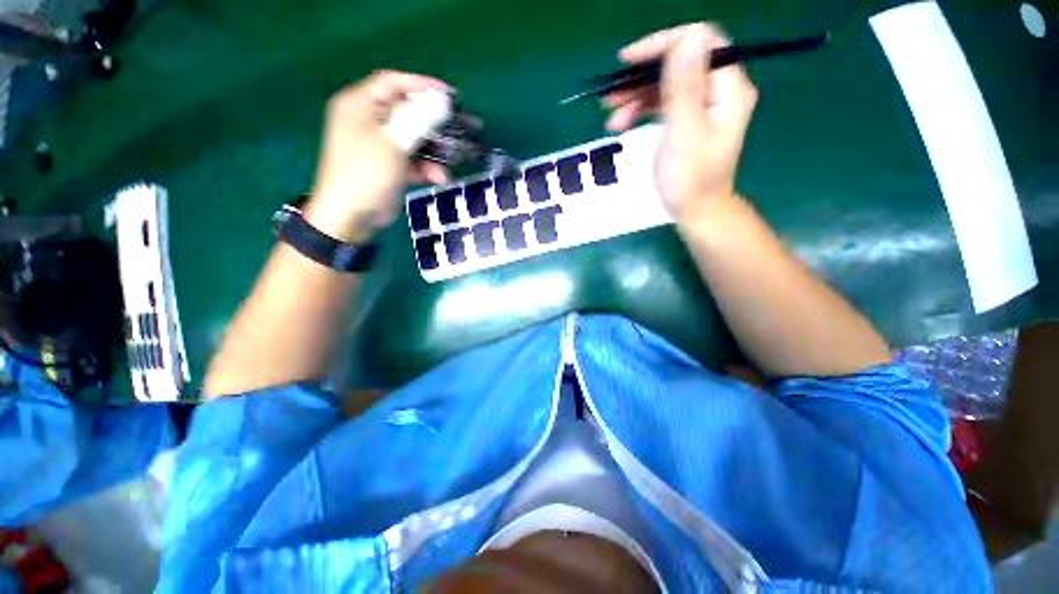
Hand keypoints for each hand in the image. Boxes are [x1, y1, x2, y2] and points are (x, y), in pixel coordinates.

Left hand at [306, 70, 451, 242]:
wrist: (352, 217)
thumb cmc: (366, 174)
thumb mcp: (392, 143)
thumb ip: (417, 119)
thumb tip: (442, 100)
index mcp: (361, 105)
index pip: (394, 83)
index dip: (423, 86)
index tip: (451, 96)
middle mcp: (371, 120)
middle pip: (410, 112)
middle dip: (439, 122)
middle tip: (467, 124)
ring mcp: (383, 144)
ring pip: (417, 139)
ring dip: (437, 151)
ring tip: (456, 158)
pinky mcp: (392, 165)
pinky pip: (415, 160)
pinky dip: (428, 168)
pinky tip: (439, 178)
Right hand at [603, 23, 757, 221]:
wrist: (695, 211)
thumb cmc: (690, 178)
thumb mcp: (684, 132)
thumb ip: (684, 87)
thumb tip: (685, 37)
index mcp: (728, 88)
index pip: (700, 41)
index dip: (663, 45)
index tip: (628, 61)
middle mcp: (719, 90)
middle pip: (679, 63)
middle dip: (642, 77)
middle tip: (611, 95)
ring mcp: (703, 106)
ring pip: (667, 84)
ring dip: (636, 97)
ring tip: (611, 118)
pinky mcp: (689, 120)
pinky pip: (664, 104)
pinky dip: (642, 110)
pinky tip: (622, 123)